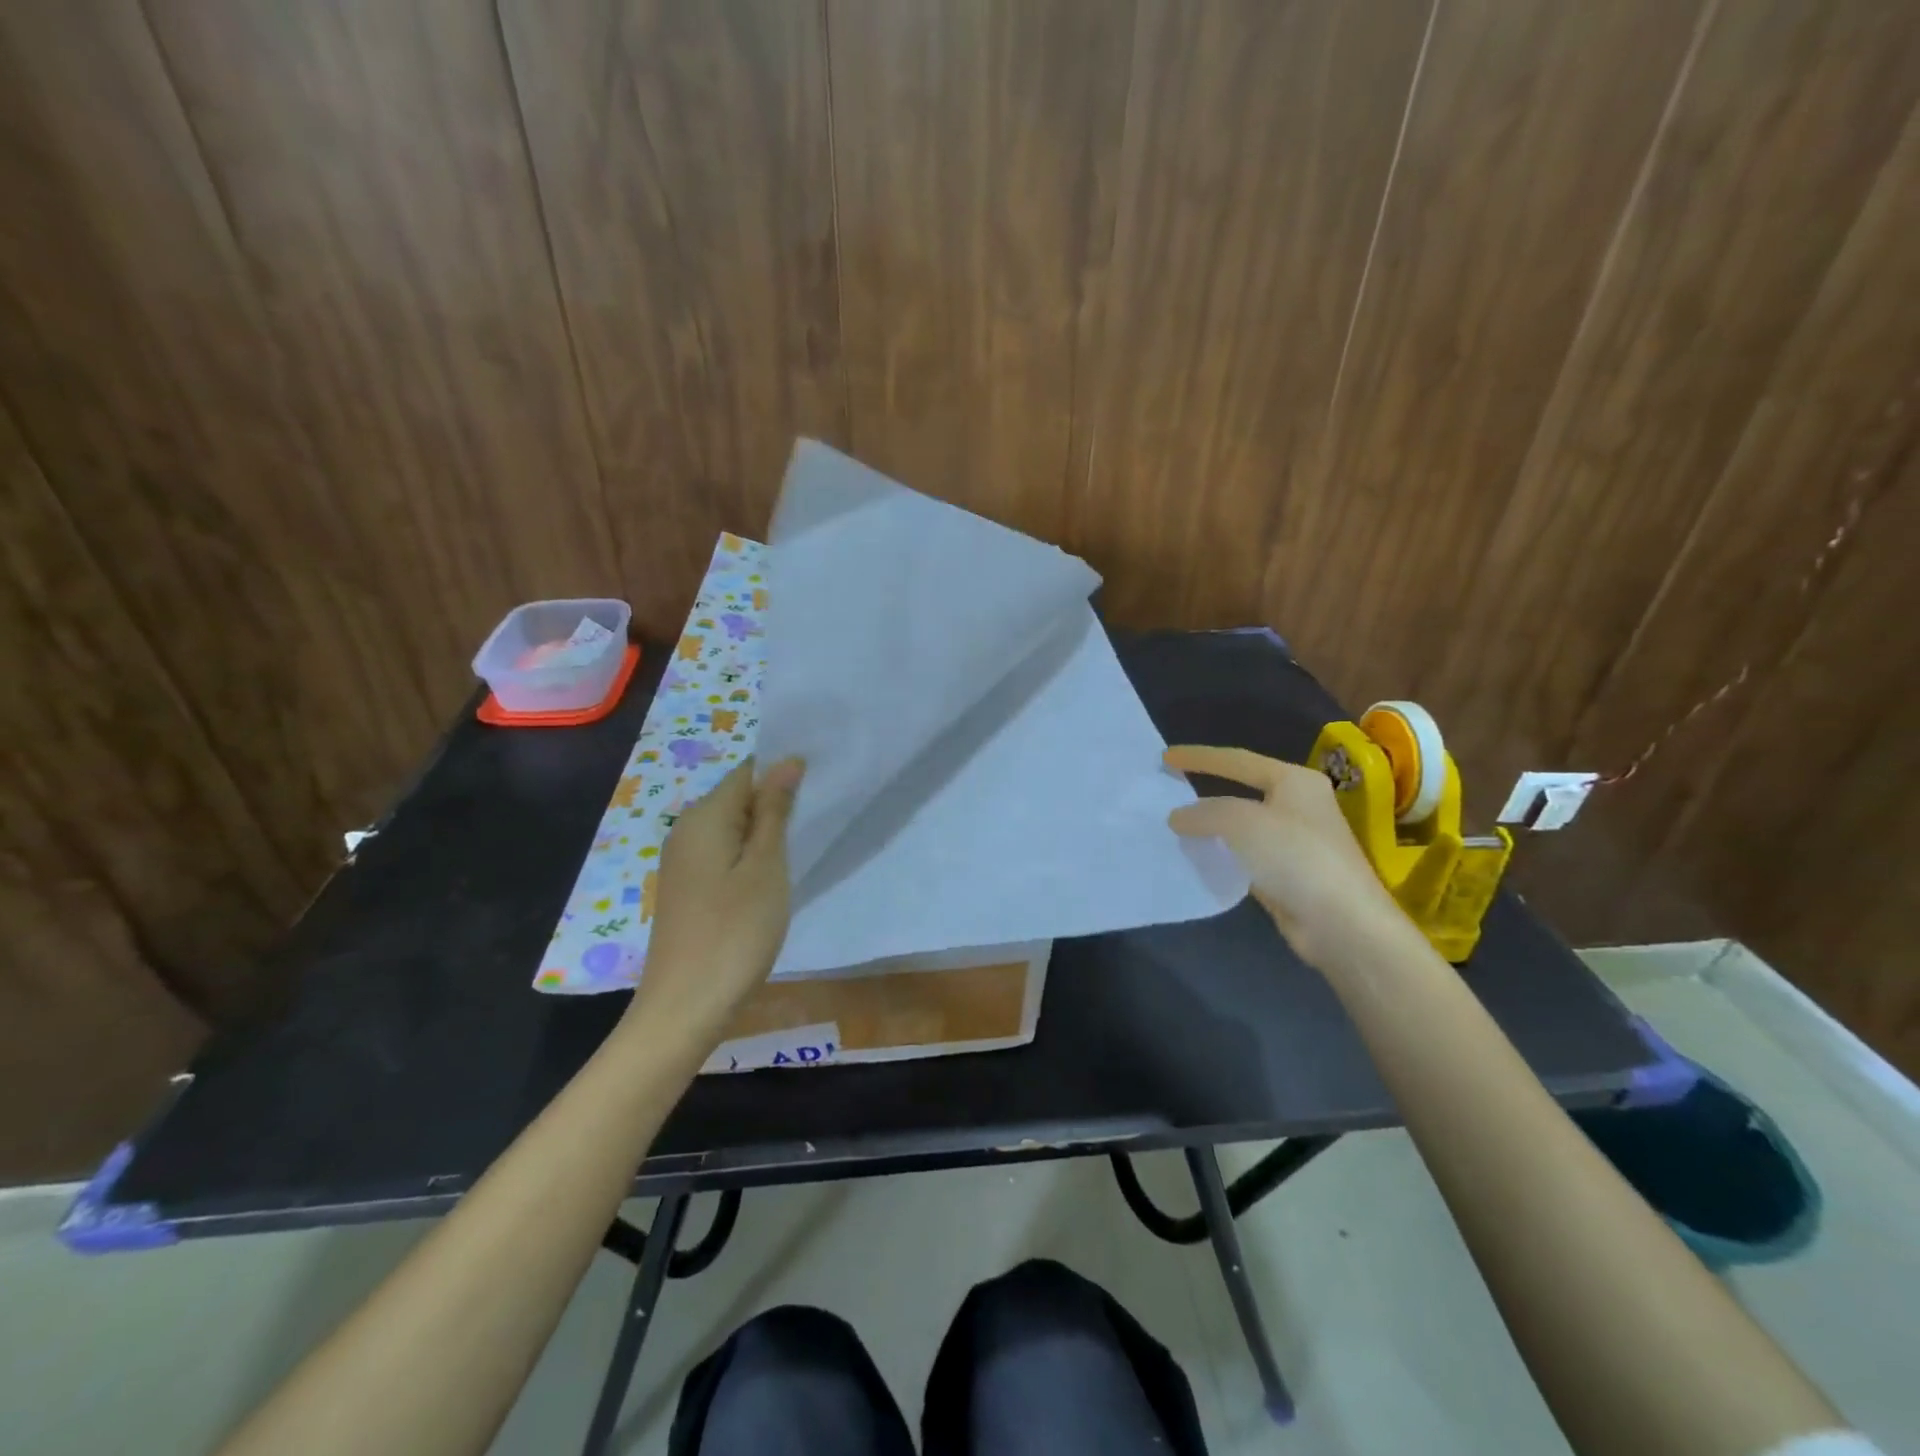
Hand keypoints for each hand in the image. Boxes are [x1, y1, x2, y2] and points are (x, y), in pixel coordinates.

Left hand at [628, 756, 804, 1037]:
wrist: (686, 1006)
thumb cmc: (735, 931)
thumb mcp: (766, 866)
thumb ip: (775, 810)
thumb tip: (787, 761)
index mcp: (704, 817)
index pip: (748, 772)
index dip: (784, 772)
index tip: (821, 784)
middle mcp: (686, 830)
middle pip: (738, 798)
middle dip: (777, 802)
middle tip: (819, 818)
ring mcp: (684, 862)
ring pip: (733, 828)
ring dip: (766, 833)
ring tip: (803, 845)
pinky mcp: (688, 889)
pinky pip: (724, 854)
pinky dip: (750, 857)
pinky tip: (772, 878)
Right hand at [1164, 745, 1407, 969]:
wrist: (1341, 923)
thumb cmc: (1295, 857)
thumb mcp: (1242, 823)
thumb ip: (1205, 813)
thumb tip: (1178, 817)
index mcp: (1294, 781)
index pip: (1237, 760)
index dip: (1199, 757)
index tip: (1166, 757)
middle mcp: (1298, 805)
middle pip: (1241, 791)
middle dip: (1205, 791)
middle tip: (1170, 790)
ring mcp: (1295, 841)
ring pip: (1241, 826)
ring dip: (1211, 827)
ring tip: (1176, 827)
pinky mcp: (1288, 874)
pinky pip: (1244, 855)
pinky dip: (1222, 854)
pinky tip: (1199, 858)